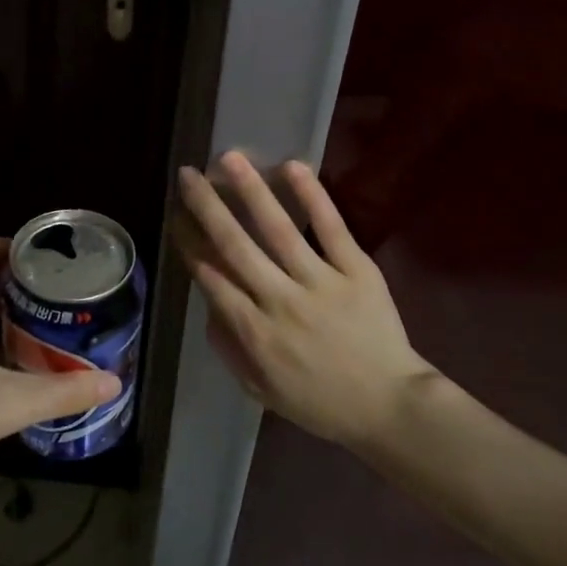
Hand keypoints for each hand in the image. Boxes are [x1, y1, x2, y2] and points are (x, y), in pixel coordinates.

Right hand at [175, 152, 450, 449]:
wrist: (390, 408)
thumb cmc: (320, 401)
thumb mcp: (260, 390)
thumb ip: (228, 347)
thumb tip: (208, 305)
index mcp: (255, 332)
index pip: (212, 277)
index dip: (189, 243)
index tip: (176, 216)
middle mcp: (280, 301)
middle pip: (235, 245)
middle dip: (207, 206)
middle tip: (188, 175)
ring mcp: (321, 282)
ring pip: (278, 229)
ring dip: (250, 190)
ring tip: (229, 158)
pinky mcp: (357, 271)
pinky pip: (332, 228)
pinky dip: (313, 197)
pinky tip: (292, 167)